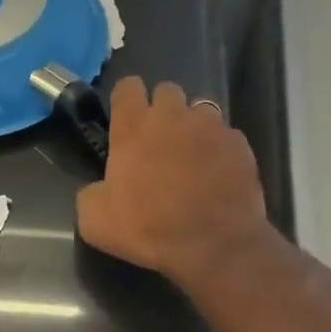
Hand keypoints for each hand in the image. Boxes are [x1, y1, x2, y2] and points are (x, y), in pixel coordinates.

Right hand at [76, 78, 269, 288]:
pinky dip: (218, 149)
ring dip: (192, 126)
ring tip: (190, 157)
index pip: (127, 86)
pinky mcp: (239, 144)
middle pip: (166, 91)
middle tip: (157, 142)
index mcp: (134, 128)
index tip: (125, 122)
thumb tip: (99, 187)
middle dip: (161, 110)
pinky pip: (226, 135)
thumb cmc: (149, 229)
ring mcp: (211, 126)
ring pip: (199, 109)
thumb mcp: (95, 221)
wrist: (214, 245)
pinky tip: (216, 174)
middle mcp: (173, 116)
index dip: (125, 101)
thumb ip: (90, 193)